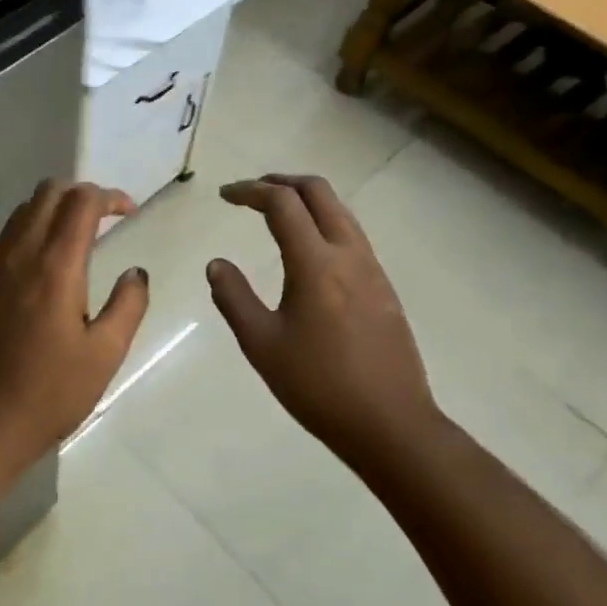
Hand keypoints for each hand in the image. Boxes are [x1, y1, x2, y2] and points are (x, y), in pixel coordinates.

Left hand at [0, 180, 148, 467]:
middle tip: (104, 217)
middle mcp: (18, 254)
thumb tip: (135, 272)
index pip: (81, 202)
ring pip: (22, 212)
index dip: (109, 196)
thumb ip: (128, 305)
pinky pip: (4, 238)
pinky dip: (29, 232)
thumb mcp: (105, 354)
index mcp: (54, 266)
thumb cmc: (50, 393)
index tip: (128, 212)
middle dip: (80, 193)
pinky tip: (42, 266)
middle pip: (47, 193)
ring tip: (76, 237)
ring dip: (52, 210)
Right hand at [207, 174, 441, 470]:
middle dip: (282, 182)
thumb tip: (217, 263)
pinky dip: (324, 224)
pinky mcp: (384, 289)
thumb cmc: (317, 385)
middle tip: (252, 192)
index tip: (225, 195)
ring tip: (277, 214)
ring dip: (307, 201)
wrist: (390, 423)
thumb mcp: (261, 344)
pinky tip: (308, 252)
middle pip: (319, 193)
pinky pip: (352, 236)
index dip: (250, 191)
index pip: (282, 204)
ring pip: (340, 212)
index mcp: (315, 263)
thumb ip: (234, 298)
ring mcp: (372, 270)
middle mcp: (349, 254)